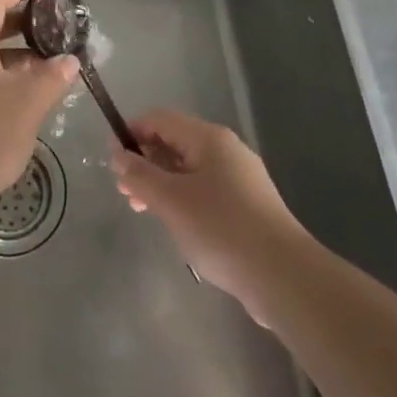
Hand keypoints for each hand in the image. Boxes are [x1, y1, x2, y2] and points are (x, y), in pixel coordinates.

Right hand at [111, 110, 306, 324]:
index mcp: (209, 138)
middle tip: (126, 194)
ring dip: (161, 184)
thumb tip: (117, 154)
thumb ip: (140, 175)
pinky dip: (183, 200)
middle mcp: (226, 150)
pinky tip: (177, 226)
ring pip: (189, 170)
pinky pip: (205, 191)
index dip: (131, 133)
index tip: (112, 162)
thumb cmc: (221, 229)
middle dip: (145, 163)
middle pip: (175, 143)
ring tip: (144, 211)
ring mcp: (240, 179)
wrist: (284, 277)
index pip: (160, 119)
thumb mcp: (171, 200)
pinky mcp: (248, 207)